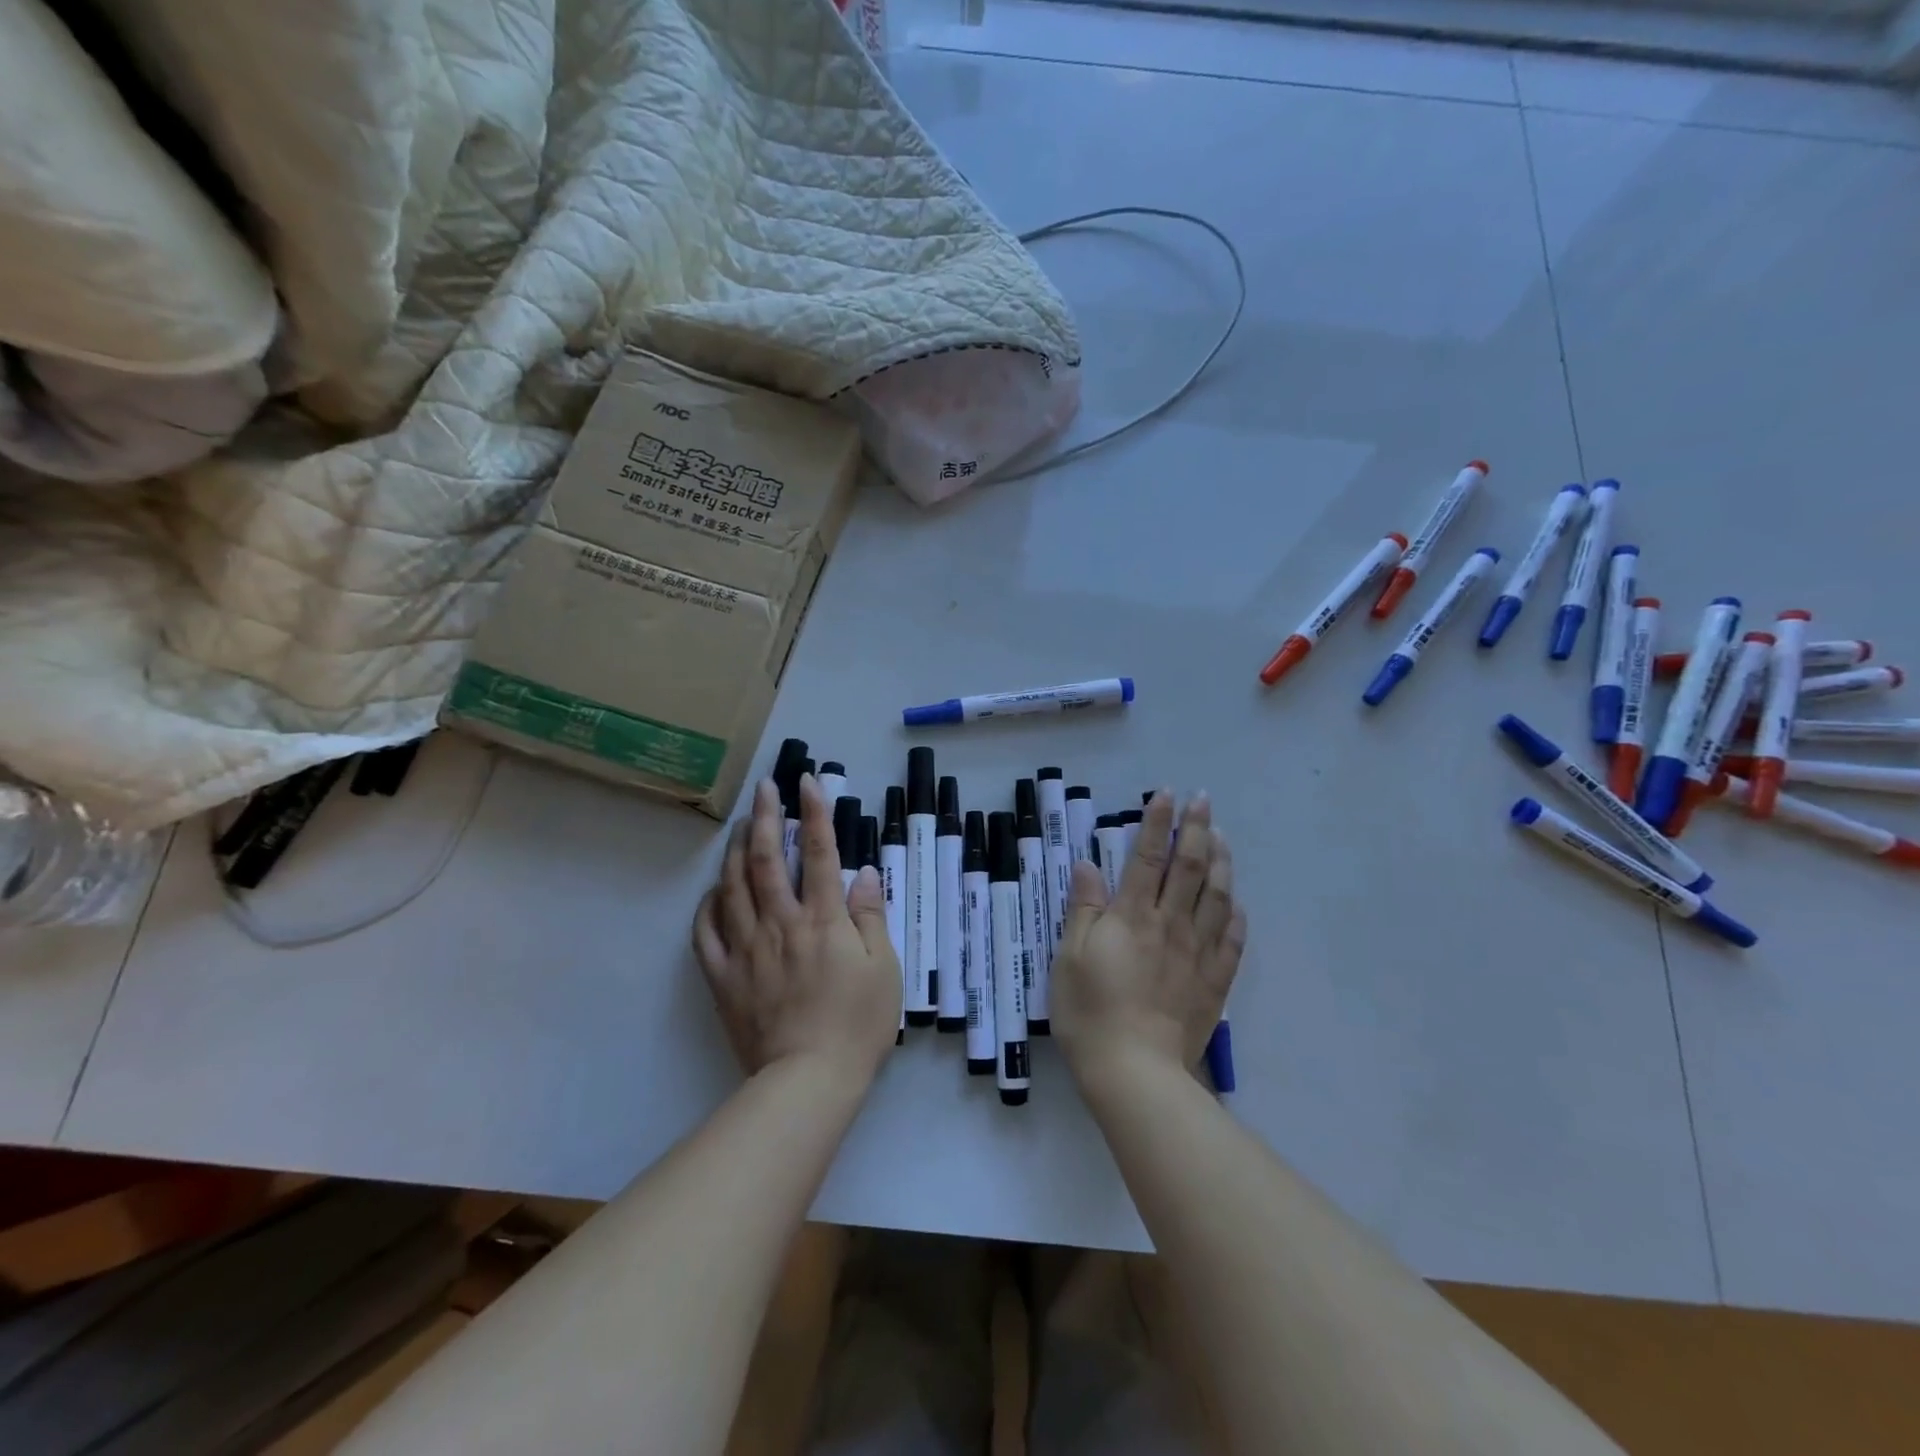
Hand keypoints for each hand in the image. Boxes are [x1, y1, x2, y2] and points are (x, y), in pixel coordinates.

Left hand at [692, 774, 900, 1082]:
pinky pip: (706, 933)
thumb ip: (870, 916)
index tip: (806, 780)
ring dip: (734, 851)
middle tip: (763, 788)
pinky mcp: (724, 977)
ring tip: (738, 827)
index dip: (813, 811)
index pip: (820, 851)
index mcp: (822, 919)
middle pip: (766, 859)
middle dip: (764, 817)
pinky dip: (707, 906)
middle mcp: (780, 923)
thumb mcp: (884, 968)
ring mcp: (746, 949)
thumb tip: (862, 873)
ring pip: (732, 887)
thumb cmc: (857, 1023)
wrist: (808, 1080)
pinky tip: (712, 892)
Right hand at [1051, 790, 1246, 1086]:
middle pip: (1190, 868)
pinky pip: (1233, 942)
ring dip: (1222, 863)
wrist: (1135, 1072)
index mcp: (1132, 916)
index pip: (1147, 857)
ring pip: (1218, 897)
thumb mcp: (1069, 957)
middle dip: (1197, 829)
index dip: (1156, 823)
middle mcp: (1170, 925)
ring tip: (1223, 838)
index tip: (1166, 794)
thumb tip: (1089, 865)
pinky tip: (1239, 905)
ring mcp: (1197, 953)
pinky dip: (1238, 917)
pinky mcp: (1214, 983)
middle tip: (1204, 801)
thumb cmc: (1090, 1012)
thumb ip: (1083, 909)